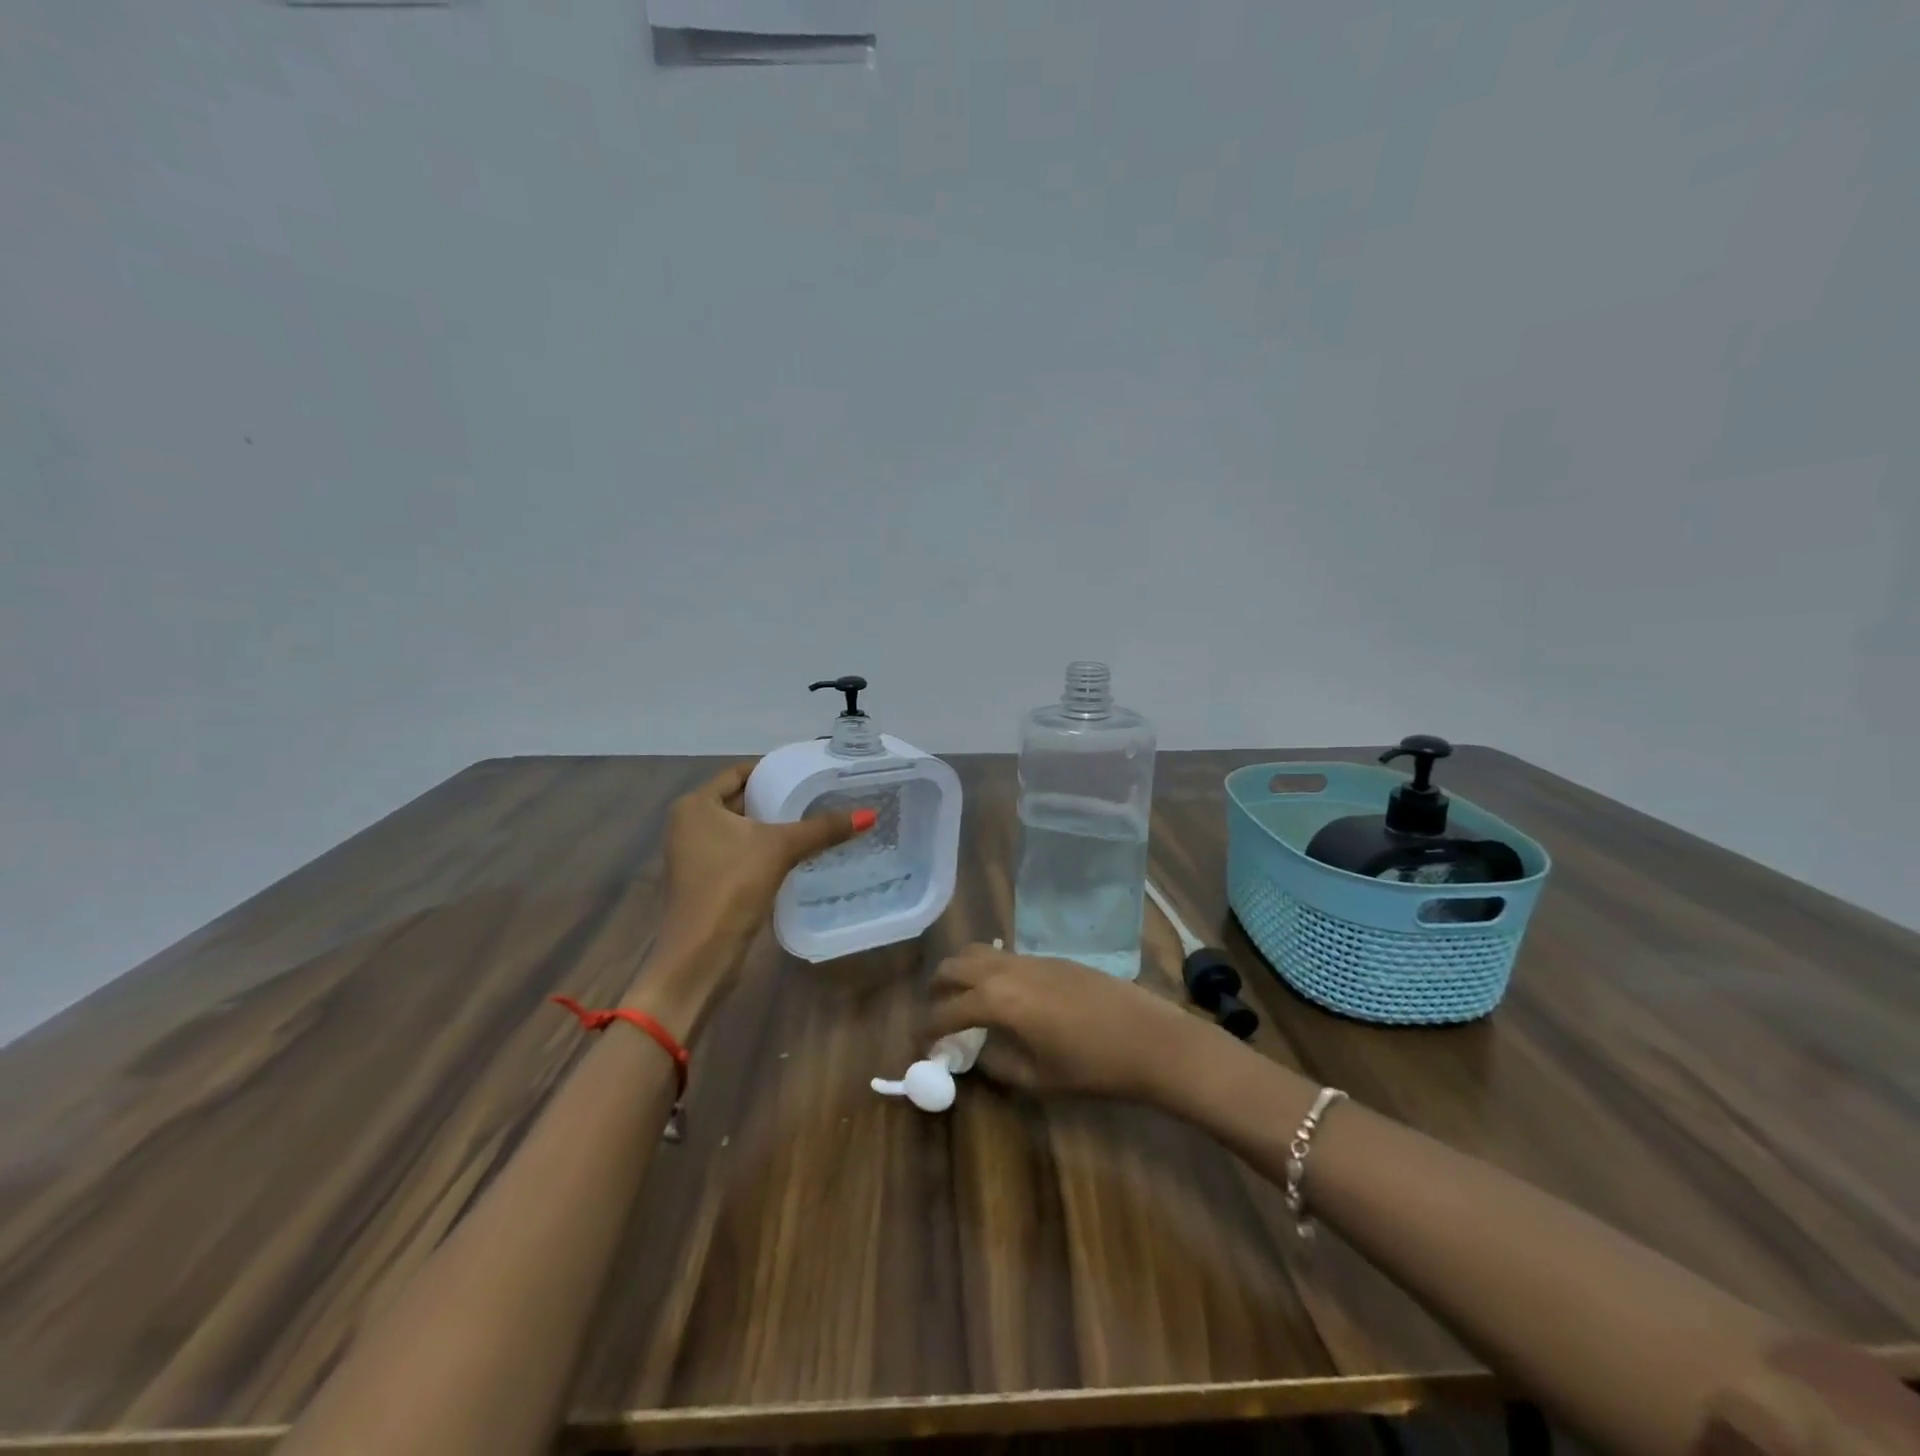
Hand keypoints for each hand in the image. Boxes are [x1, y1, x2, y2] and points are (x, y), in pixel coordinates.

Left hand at [638, 761, 868, 1001]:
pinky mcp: (707, 880)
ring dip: (774, 826)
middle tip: (820, 794)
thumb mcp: (780, 849)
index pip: (739, 773)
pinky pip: (741, 852)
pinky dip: (765, 849)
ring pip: (742, 829)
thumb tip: (869, 815)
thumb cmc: (731, 887)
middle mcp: (690, 824)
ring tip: (816, 820)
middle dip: (778, 798)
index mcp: (696, 805)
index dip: (773, 770)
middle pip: (741, 800)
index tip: (808, 771)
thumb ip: (823, 829)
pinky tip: (799, 853)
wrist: (700, 955)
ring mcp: (696, 854)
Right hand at [924, 943, 1207, 1104]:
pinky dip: (988, 968)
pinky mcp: (1050, 957)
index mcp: (997, 1001)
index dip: (926, 1030)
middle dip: (936, 989)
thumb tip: (976, 1056)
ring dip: (961, 972)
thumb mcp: (1037, 1078)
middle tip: (936, 1015)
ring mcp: (1030, 958)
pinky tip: (1002, 995)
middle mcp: (1006, 970)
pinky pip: (1004, 955)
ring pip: (978, 951)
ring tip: (963, 1000)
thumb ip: (996, 1065)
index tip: (918, 1046)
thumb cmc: (1092, 1066)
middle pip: (954, 966)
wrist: (1148, 1038)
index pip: (945, 1012)